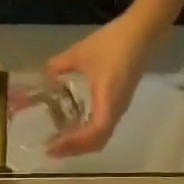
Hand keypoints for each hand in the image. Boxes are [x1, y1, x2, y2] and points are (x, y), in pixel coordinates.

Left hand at [44, 11, 154, 157]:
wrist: (141, 32)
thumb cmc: (112, 43)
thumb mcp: (80, 53)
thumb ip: (58, 66)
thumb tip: (42, 77)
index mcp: (108, 100)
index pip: (94, 133)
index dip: (74, 143)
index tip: (53, 146)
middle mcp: (116, 110)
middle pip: (97, 142)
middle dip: (75, 150)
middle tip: (52, 150)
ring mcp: (119, 109)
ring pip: (102, 138)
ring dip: (82, 145)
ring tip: (61, 144)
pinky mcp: (119, 104)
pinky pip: (104, 128)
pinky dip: (88, 135)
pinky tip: (74, 129)